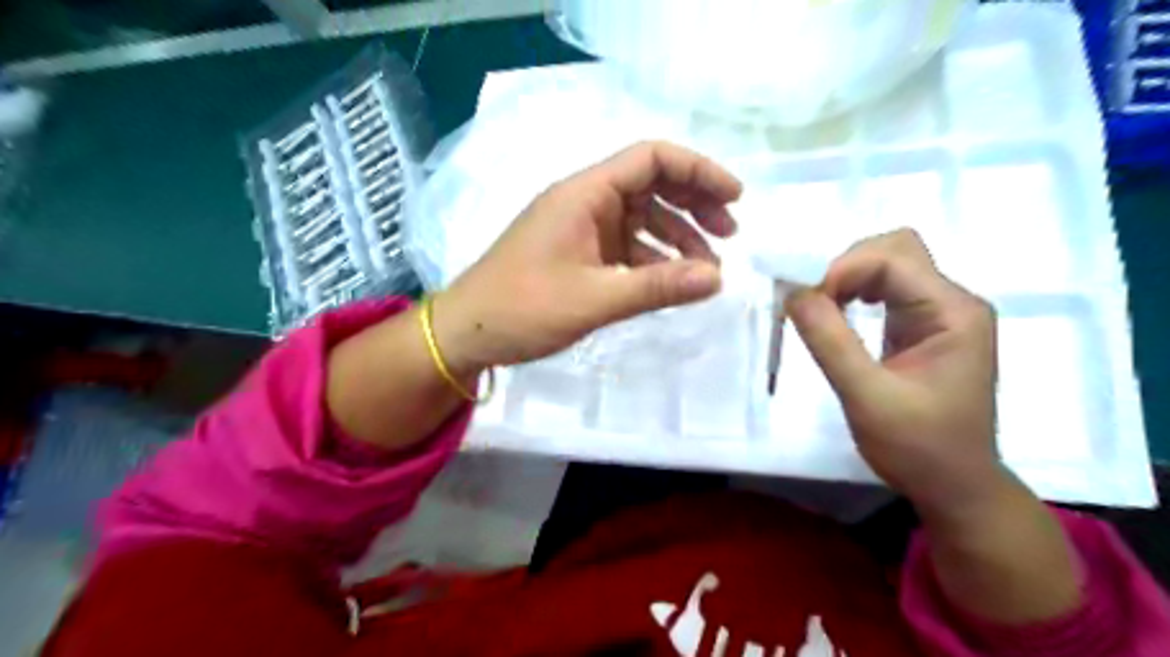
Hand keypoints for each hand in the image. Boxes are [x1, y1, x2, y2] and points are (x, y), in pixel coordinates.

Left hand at [428, 141, 739, 377]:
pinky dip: (654, 260)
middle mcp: (585, 202)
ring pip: (642, 218)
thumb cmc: (523, 308)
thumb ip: (657, 286)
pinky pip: (626, 247)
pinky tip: (673, 281)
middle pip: (651, 184)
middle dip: (694, 204)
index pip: (651, 158)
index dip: (698, 171)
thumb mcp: (594, 299)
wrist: (467, 333)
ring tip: (708, 269)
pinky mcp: (579, 254)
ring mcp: (581, 228)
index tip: (734, 198)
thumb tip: (717, 279)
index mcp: (584, 194)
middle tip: (729, 233)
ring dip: (678, 236)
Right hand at [790, 231, 1010, 518]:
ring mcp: (941, 314)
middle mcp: (953, 303)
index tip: (806, 302)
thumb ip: (829, 341)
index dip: (843, 270)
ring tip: (820, 310)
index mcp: (953, 313)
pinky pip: (886, 291)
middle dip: (846, 267)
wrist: (955, 487)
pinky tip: (837, 316)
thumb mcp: (866, 396)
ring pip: (889, 266)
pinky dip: (854, 295)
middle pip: (896, 250)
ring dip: (848, 279)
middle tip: (813, 302)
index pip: (893, 258)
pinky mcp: (924, 328)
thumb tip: (792, 292)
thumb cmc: (917, 448)